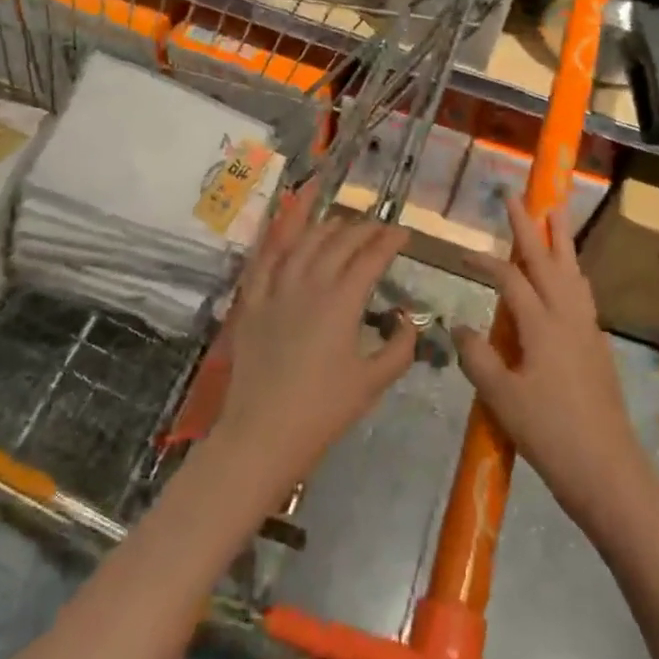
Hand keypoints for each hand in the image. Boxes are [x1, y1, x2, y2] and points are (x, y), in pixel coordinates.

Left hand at [213, 189, 416, 498]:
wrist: (262, 434)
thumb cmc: (322, 412)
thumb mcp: (372, 383)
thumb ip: (399, 348)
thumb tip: (406, 321)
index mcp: (342, 301)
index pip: (371, 257)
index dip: (390, 241)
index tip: (404, 233)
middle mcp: (309, 283)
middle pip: (339, 242)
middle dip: (364, 229)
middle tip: (379, 228)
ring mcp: (276, 288)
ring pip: (303, 241)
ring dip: (326, 227)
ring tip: (342, 223)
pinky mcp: (252, 300)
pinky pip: (265, 257)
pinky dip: (278, 236)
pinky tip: (288, 227)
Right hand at [455, 197, 648, 532]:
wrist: (608, 470)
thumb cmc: (550, 434)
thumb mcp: (502, 398)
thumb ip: (478, 357)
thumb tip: (459, 326)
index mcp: (542, 324)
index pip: (510, 279)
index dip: (485, 262)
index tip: (462, 253)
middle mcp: (567, 315)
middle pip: (548, 259)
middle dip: (531, 225)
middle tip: (520, 195)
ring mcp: (587, 327)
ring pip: (572, 270)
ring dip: (561, 239)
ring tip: (556, 212)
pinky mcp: (597, 343)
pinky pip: (582, 291)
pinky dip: (572, 270)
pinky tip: (570, 275)